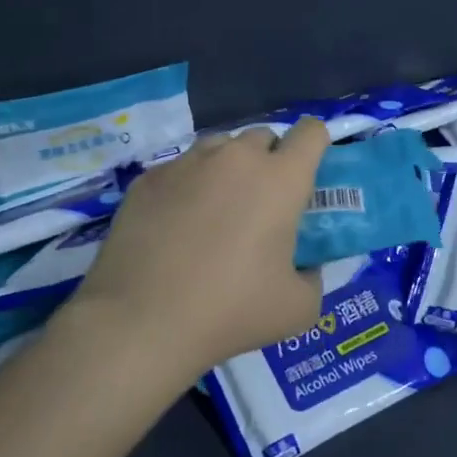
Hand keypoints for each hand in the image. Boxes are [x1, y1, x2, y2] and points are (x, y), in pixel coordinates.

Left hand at [67, 119, 327, 386]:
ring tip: (219, 210)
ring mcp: (187, 164)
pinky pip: (181, 169)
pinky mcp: (148, 179)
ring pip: (220, 147)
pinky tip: (177, 225)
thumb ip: (313, 275)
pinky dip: (189, 186)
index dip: (316, 145)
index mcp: (280, 179)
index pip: (311, 132)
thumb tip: (304, 265)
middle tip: (263, 204)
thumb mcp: (298, 308)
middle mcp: (235, 158)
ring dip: (229, 168)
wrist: (140, 323)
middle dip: (270, 160)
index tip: (309, 173)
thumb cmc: (230, 312)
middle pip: (263, 136)